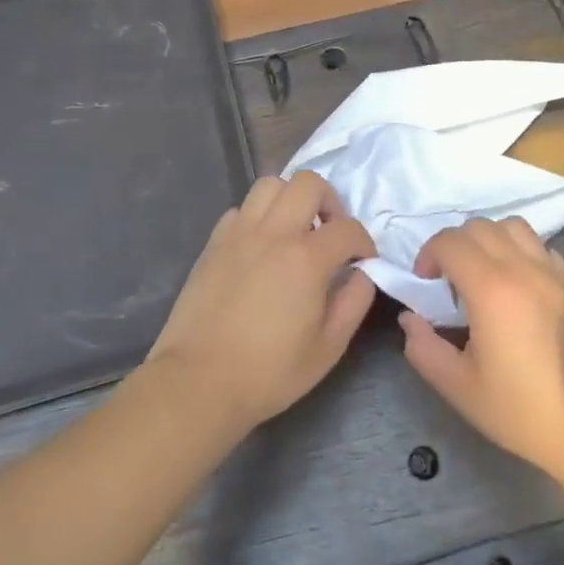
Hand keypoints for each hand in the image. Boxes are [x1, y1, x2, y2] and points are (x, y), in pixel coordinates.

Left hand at [147, 172, 376, 430]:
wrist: (199, 381)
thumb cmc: (269, 371)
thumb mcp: (329, 347)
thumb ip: (355, 301)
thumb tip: (362, 272)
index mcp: (307, 258)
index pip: (348, 228)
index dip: (364, 243)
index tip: (363, 262)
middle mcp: (274, 232)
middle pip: (308, 183)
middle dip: (329, 201)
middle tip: (329, 233)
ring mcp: (239, 233)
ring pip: (270, 184)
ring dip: (290, 200)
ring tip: (294, 231)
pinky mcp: (214, 242)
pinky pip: (241, 209)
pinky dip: (258, 217)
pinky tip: (260, 247)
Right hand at [399, 219, 563, 515]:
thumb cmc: (525, 411)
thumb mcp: (461, 389)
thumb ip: (425, 349)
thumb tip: (410, 319)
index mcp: (491, 289)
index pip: (449, 241)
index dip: (428, 255)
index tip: (425, 285)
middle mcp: (523, 268)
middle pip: (478, 226)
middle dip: (454, 245)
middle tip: (449, 282)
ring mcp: (553, 272)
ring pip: (512, 227)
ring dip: (488, 240)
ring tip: (484, 275)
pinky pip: (540, 246)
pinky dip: (520, 252)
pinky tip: (518, 287)